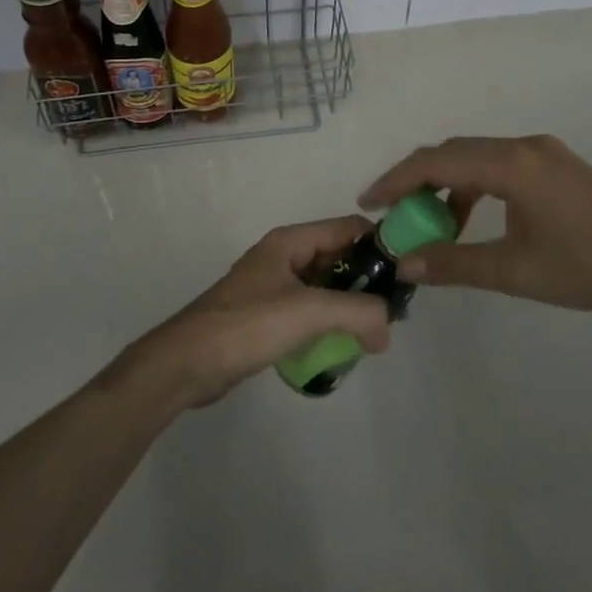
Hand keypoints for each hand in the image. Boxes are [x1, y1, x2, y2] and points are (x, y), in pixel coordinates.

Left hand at [121, 217, 391, 408]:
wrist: (186, 363)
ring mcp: (272, 287)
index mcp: (291, 241)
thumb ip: (357, 313)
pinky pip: (308, 311)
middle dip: (366, 282)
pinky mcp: (265, 316)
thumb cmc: (247, 325)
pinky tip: (338, 348)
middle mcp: (283, 256)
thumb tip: (388, 328)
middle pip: (338, 257)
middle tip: (391, 314)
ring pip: (324, 287)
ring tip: (369, 335)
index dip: (378, 246)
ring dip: (347, 307)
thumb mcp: (309, 312)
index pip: (347, 228)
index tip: (405, 275)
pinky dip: (326, 324)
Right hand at [360, 135, 591, 327]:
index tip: (368, 204)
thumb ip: (455, 264)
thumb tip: (405, 264)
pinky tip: (477, 219)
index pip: (436, 162)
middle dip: (418, 181)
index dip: (396, 181)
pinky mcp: (559, 165)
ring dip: (449, 185)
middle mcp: (524, 146)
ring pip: (478, 157)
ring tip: (434, 224)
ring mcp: (545, 152)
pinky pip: (502, 165)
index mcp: (511, 164)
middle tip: (393, 214)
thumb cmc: (589, 268)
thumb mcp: (515, 271)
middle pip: (454, 152)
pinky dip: (477, 186)